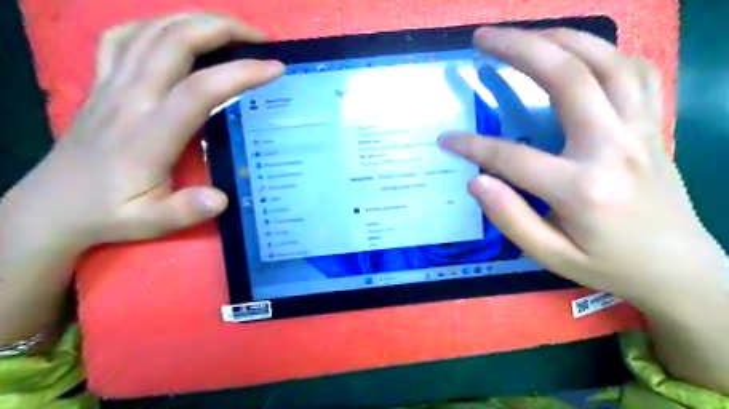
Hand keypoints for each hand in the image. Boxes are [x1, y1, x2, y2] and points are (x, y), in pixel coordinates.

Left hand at [5, 12, 284, 249]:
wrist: (52, 206)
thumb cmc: (109, 214)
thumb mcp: (150, 222)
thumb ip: (186, 211)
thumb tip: (221, 198)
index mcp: (148, 134)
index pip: (199, 90)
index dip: (240, 74)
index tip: (274, 68)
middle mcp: (129, 98)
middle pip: (174, 42)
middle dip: (222, 29)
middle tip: (259, 38)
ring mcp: (111, 85)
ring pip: (151, 31)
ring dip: (195, 20)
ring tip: (230, 30)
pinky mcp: (101, 83)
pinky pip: (123, 37)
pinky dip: (154, 25)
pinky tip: (175, 33)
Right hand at [434, 28, 725, 311]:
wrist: (679, 269)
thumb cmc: (609, 266)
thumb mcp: (551, 257)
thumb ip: (511, 218)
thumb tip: (476, 180)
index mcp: (582, 188)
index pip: (511, 157)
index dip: (472, 146)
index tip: (445, 140)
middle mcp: (614, 147)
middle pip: (566, 78)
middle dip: (518, 49)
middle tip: (482, 39)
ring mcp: (641, 130)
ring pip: (605, 61)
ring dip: (560, 38)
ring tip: (524, 34)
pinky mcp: (654, 125)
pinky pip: (635, 72)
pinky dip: (604, 52)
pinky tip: (578, 53)